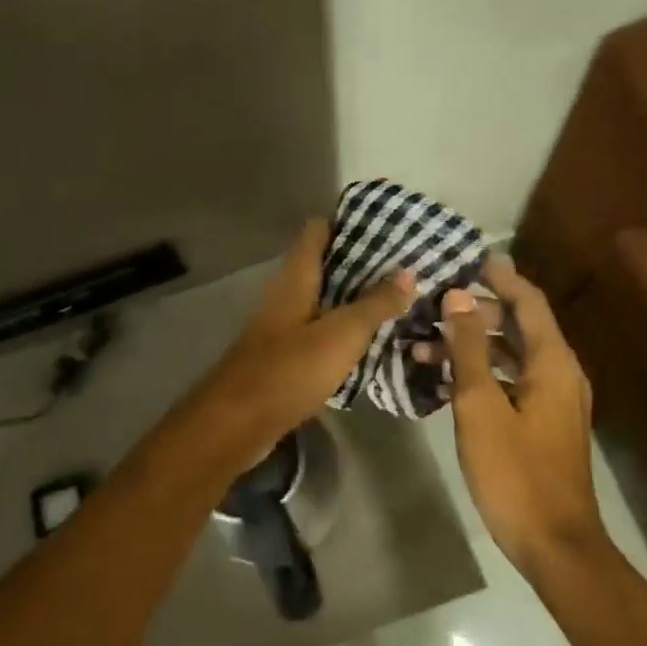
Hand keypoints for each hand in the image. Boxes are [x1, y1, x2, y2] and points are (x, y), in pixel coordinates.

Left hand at [185, 219, 414, 468]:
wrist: (238, 422)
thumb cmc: (290, 369)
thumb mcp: (342, 334)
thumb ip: (375, 303)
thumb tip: (408, 271)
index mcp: (295, 277)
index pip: (318, 230)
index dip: (349, 223)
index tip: (387, 228)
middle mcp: (286, 293)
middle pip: (324, 264)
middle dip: (362, 264)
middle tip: (406, 268)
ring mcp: (283, 325)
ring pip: (324, 299)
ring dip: (355, 299)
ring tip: (398, 300)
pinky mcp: (284, 354)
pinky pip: (320, 331)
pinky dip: (343, 330)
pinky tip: (371, 341)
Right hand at [442, 257, 604, 581]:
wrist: (554, 543)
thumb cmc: (514, 471)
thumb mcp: (480, 405)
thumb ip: (468, 348)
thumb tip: (457, 297)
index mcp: (552, 362)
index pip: (528, 301)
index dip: (501, 276)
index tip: (471, 257)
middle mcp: (560, 372)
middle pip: (519, 325)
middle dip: (476, 311)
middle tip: (435, 304)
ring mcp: (554, 399)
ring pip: (511, 354)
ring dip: (472, 345)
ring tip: (424, 346)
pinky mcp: (543, 422)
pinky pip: (511, 379)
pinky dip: (481, 371)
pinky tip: (446, 379)